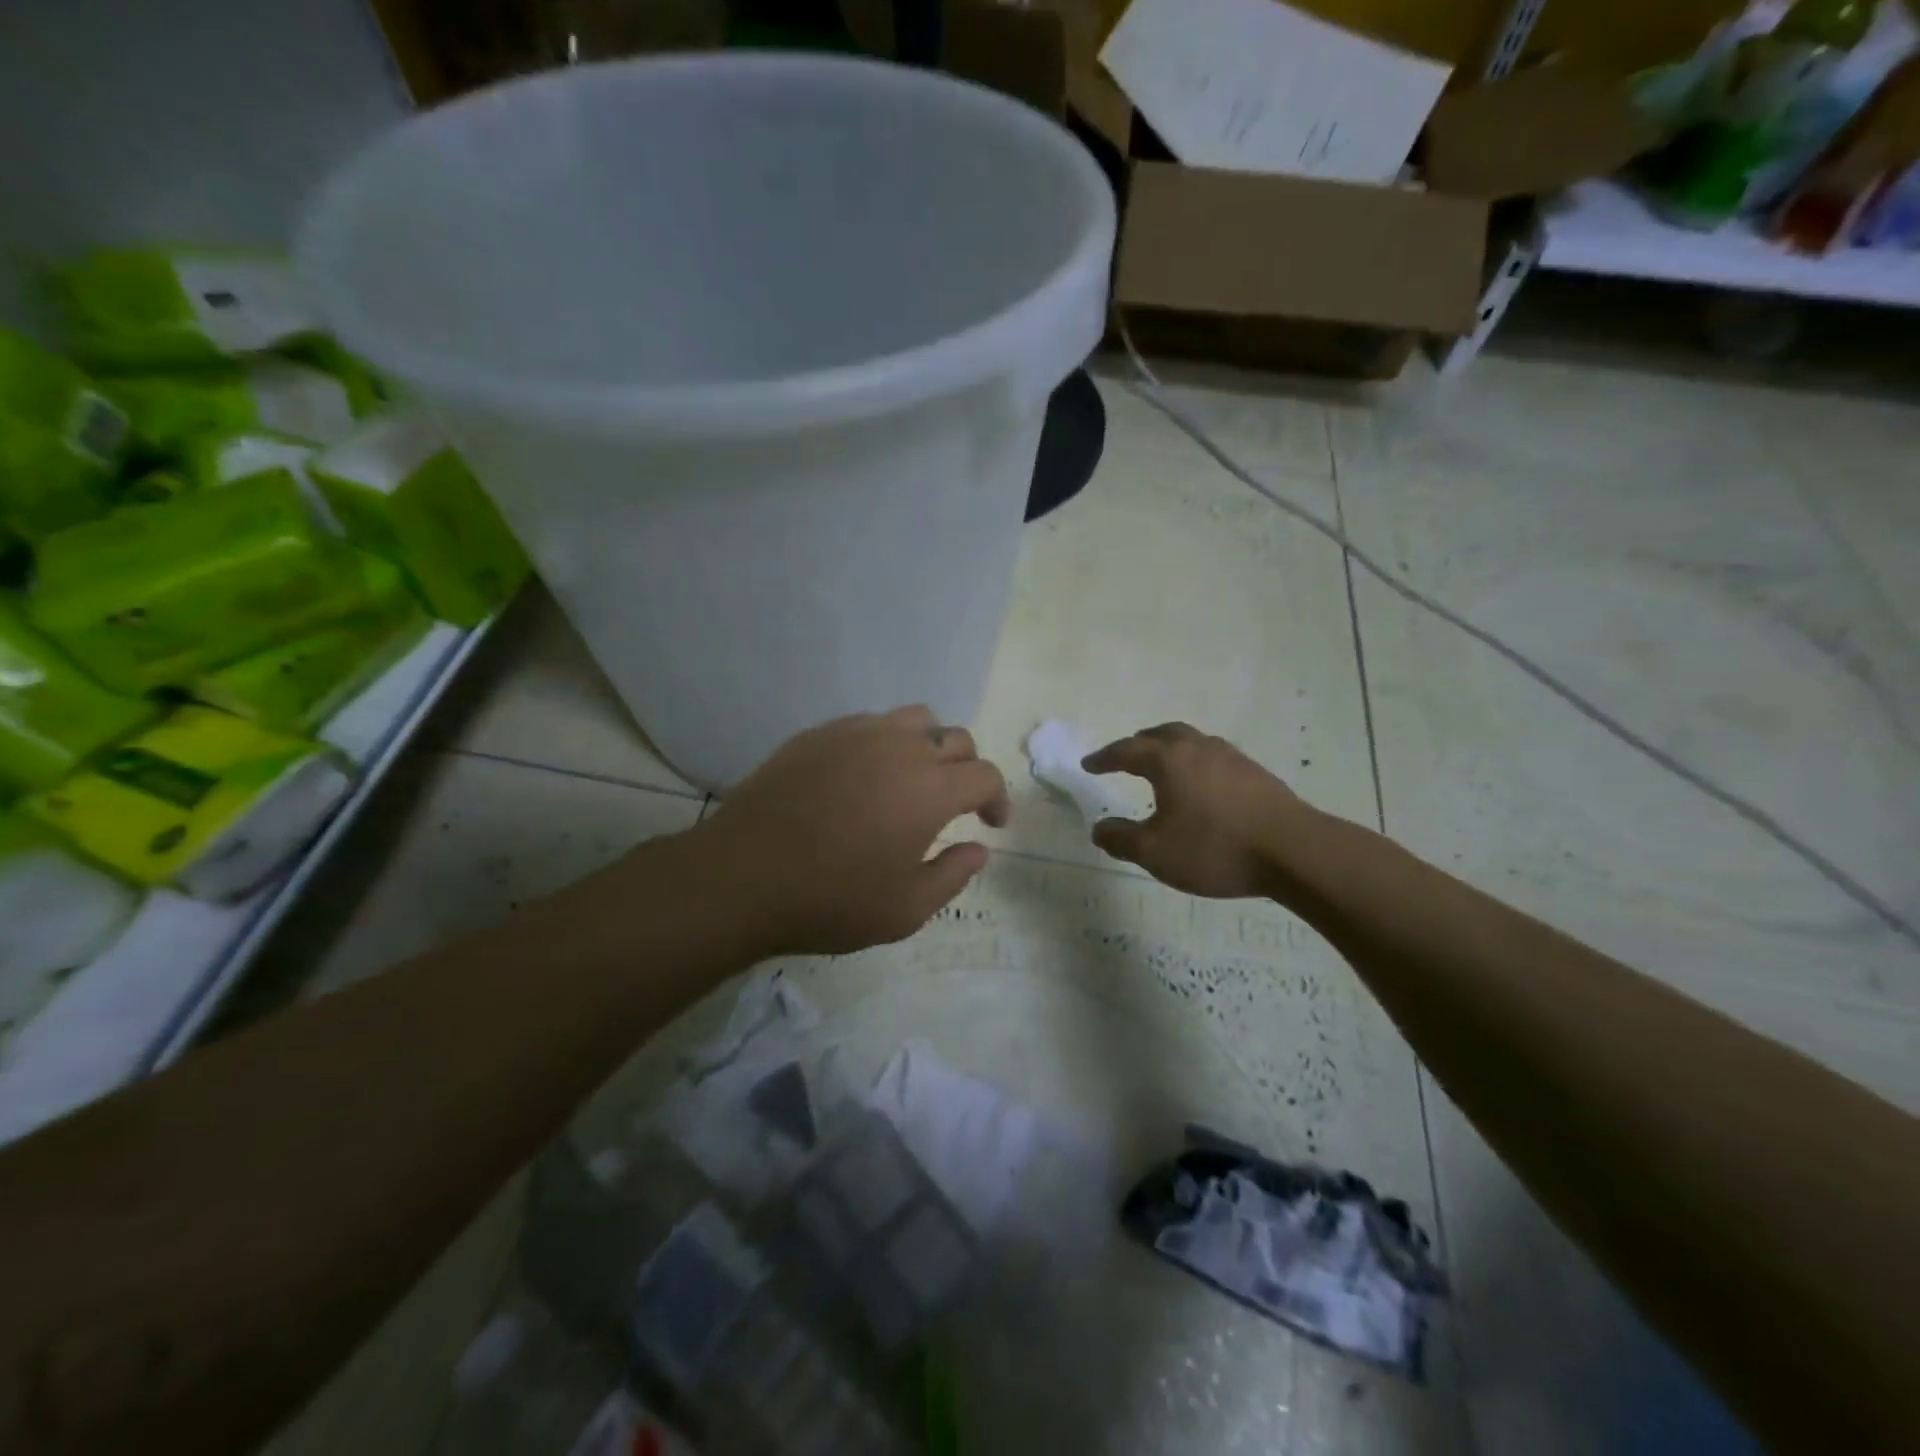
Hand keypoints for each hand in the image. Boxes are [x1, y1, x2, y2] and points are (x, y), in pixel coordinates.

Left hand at [690, 706, 1010, 955]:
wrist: (742, 877)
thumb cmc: (830, 900)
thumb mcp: (905, 910)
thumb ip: (953, 875)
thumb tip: (978, 849)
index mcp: (929, 789)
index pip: (985, 775)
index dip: (997, 798)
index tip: (991, 824)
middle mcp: (900, 748)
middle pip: (955, 738)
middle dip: (967, 769)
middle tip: (957, 803)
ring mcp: (855, 734)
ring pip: (914, 719)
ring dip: (928, 746)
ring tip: (914, 780)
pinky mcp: (818, 734)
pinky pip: (868, 724)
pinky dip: (884, 743)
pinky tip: (864, 777)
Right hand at [1082, 723, 1307, 897]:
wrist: (1294, 851)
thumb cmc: (1215, 848)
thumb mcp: (1155, 853)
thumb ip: (1121, 839)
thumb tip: (1099, 829)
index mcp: (1169, 760)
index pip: (1127, 751)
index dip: (1104, 758)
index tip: (1089, 766)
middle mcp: (1198, 749)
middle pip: (1162, 734)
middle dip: (1140, 743)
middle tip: (1126, 756)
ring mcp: (1232, 758)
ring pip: (1192, 742)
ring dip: (1171, 749)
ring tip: (1164, 768)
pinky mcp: (1256, 773)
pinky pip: (1214, 758)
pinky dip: (1196, 764)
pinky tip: (1203, 787)